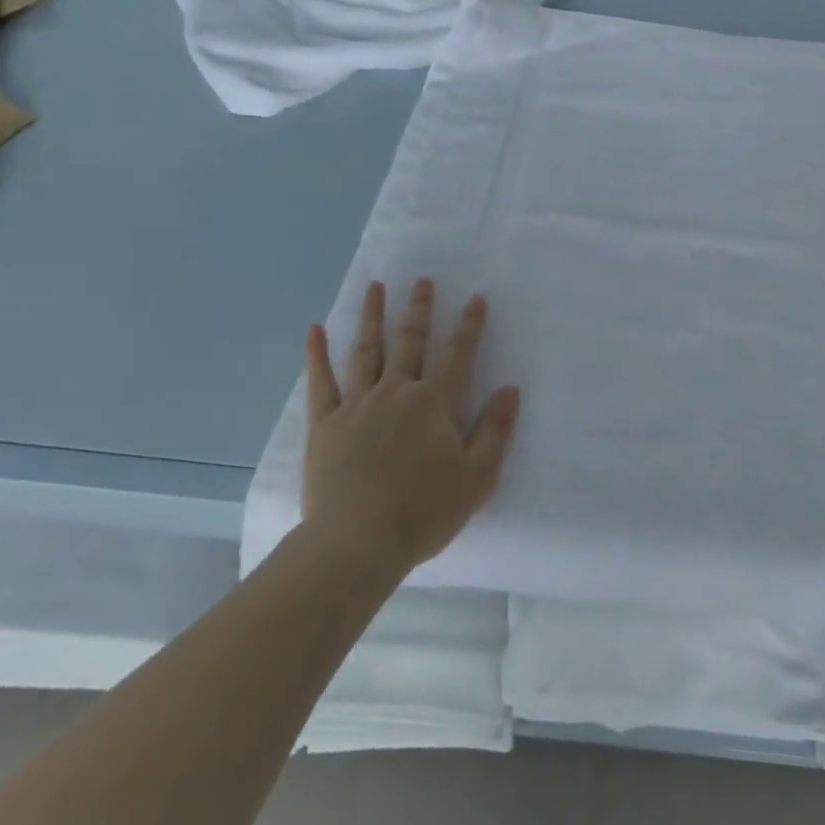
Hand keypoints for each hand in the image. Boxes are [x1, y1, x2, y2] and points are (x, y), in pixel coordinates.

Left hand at [301, 278, 520, 574]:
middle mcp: (397, 393)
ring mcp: (357, 405)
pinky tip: (314, 330)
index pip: (458, 355)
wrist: (356, 545)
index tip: (475, 298)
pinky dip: (316, 355)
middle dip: (419, 309)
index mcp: (434, 404)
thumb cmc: (422, 513)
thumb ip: (495, 431)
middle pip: (411, 342)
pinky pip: (320, 382)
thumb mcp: (476, 478)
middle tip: (422, 280)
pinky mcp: (325, 423)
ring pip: (367, 351)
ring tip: (375, 286)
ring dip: (372, 317)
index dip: (469, 326)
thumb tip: (510, 390)